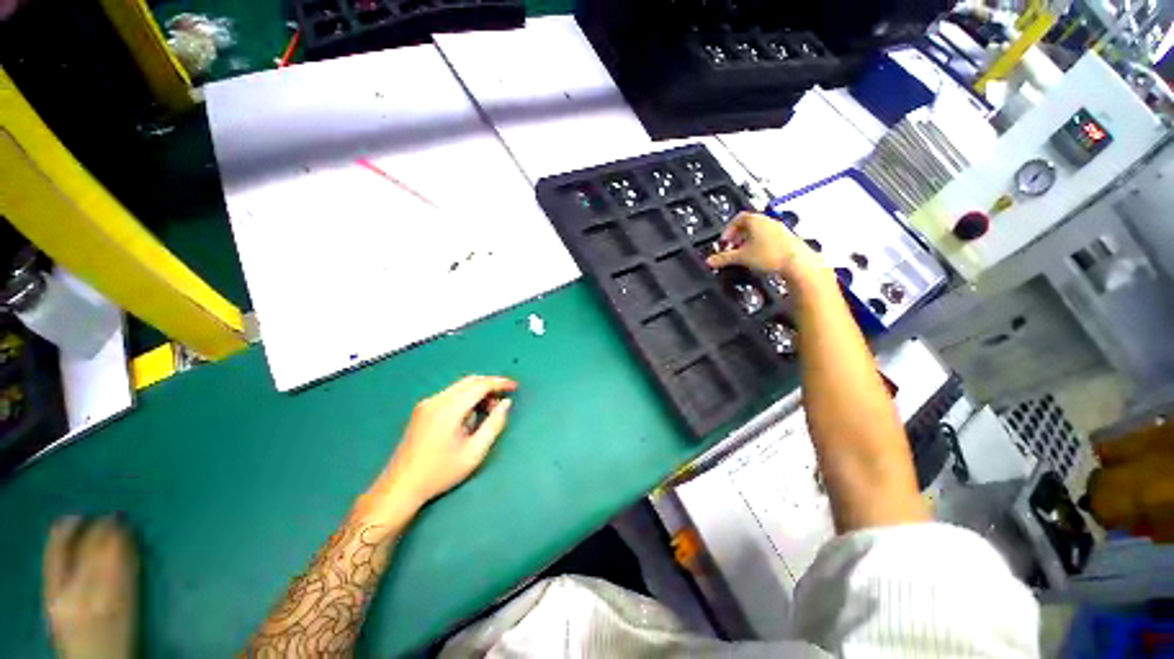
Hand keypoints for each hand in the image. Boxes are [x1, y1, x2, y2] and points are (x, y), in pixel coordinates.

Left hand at [373, 376, 516, 514]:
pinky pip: (450, 395)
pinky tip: (470, 416)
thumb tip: (506, 403)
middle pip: (469, 381)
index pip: (480, 385)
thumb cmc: (440, 472)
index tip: (515, 387)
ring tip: (488, 412)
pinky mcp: (422, 410)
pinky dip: (466, 398)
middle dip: (490, 386)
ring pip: (460, 387)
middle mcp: (436, 400)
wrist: (400, 487)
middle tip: (503, 400)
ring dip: (478, 393)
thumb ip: (494, 424)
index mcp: (449, 409)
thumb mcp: (474, 452)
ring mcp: (426, 404)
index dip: (500, 383)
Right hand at [705, 212, 820, 279]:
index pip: (737, 219)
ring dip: (748, 241)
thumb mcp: (741, 257)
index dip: (728, 230)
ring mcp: (778, 228)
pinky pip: (768, 237)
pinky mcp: (785, 238)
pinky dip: (759, 244)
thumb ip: (723, 258)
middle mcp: (767, 221)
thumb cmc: (771, 254)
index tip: (725, 241)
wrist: (796, 262)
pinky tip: (758, 257)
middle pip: (748, 224)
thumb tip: (710, 261)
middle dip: (737, 236)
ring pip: (758, 231)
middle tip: (732, 248)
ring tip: (744, 254)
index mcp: (755, 220)